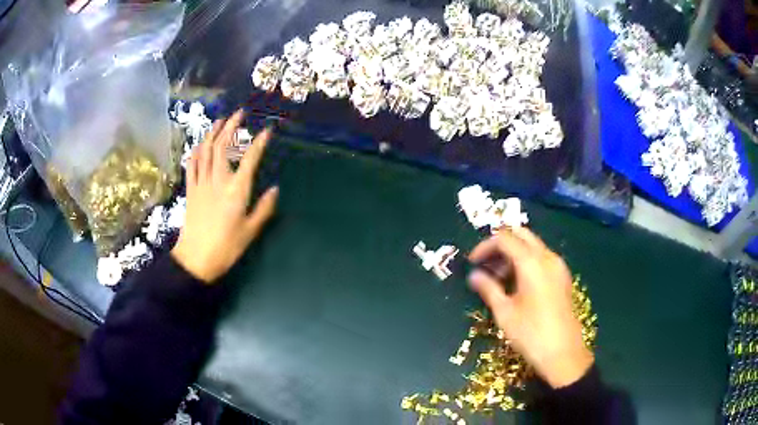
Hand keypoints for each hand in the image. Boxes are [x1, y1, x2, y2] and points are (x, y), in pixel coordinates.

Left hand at [171, 110, 278, 282]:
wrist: (196, 259)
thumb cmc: (226, 247)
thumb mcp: (250, 231)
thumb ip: (264, 209)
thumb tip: (275, 189)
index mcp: (236, 191)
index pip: (250, 159)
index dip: (259, 143)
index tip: (267, 130)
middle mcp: (218, 181)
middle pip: (223, 146)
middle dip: (231, 126)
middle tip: (239, 113)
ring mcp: (201, 183)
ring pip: (206, 151)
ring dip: (213, 133)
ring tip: (220, 120)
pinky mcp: (190, 190)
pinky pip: (192, 165)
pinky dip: (196, 151)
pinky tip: (200, 143)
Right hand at [468, 227, 592, 387]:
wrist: (564, 353)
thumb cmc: (531, 334)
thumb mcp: (505, 312)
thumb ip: (488, 288)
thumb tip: (474, 276)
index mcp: (532, 262)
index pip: (504, 239)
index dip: (485, 246)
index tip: (472, 262)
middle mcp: (547, 257)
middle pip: (521, 234)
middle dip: (500, 244)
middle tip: (486, 264)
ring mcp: (558, 266)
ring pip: (532, 245)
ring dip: (513, 253)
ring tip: (498, 277)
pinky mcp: (563, 277)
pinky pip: (542, 258)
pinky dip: (526, 261)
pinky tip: (517, 283)